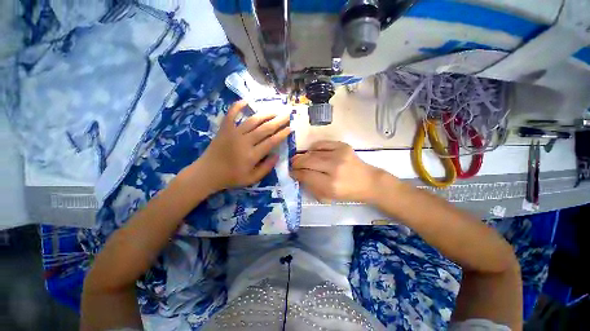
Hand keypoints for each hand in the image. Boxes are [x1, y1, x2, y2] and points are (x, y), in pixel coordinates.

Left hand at [195, 100, 290, 191]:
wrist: (207, 173)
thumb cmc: (231, 177)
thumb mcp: (252, 179)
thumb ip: (266, 168)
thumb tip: (277, 155)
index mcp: (252, 155)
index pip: (271, 142)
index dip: (282, 134)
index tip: (290, 128)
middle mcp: (244, 142)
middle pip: (265, 129)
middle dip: (278, 121)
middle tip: (287, 114)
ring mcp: (233, 133)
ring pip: (253, 120)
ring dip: (265, 114)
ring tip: (275, 110)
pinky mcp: (224, 129)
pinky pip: (231, 114)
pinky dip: (238, 106)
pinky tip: (246, 100)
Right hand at [290, 141, 384, 202]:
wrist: (368, 181)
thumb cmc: (347, 192)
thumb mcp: (327, 197)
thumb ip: (311, 186)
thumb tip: (298, 175)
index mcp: (330, 185)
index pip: (306, 175)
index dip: (296, 173)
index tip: (291, 172)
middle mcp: (334, 168)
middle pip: (307, 161)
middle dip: (296, 163)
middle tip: (292, 165)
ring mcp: (339, 154)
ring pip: (312, 152)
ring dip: (303, 156)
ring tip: (300, 159)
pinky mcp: (343, 146)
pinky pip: (321, 144)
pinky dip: (313, 148)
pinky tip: (312, 153)